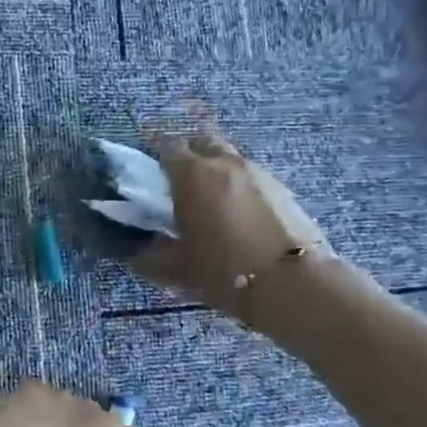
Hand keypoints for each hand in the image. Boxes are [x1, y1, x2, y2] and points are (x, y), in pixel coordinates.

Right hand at [133, 133, 333, 324]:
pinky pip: (250, 175)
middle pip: (200, 142)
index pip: (165, 145)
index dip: (153, 150)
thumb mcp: (178, 268)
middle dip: (186, 153)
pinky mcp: (282, 188)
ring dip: (214, 167)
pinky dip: (237, 183)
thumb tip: (133, 249)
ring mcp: (257, 172)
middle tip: (177, 178)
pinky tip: (236, 210)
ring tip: (208, 196)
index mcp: (192, 175)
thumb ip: (150, 254)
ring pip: (228, 157)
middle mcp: (224, 163)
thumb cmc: (225, 272)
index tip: (146, 163)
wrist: (293, 284)